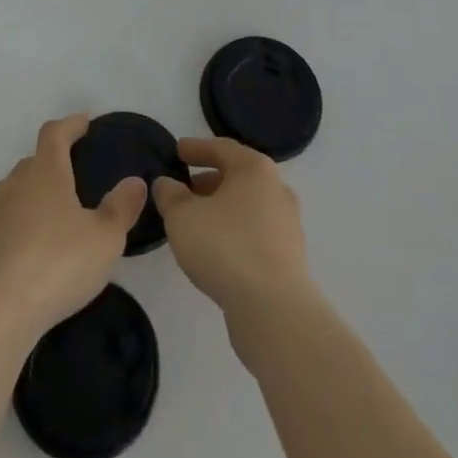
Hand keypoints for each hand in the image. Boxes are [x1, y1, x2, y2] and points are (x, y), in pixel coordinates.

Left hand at [0, 114, 146, 344]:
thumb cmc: (58, 264)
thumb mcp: (105, 238)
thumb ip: (122, 207)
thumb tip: (134, 182)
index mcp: (46, 172)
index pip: (55, 133)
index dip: (70, 124)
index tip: (84, 122)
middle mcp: (15, 183)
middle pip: (34, 161)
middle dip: (53, 162)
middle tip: (74, 174)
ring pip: (16, 190)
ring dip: (34, 194)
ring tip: (54, 214)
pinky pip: (3, 220)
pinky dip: (18, 224)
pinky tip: (30, 247)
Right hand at [154, 137, 314, 325]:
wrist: (274, 310)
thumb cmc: (225, 247)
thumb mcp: (182, 217)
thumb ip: (170, 195)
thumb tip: (167, 184)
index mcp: (255, 169)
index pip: (222, 148)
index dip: (196, 148)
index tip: (177, 151)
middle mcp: (277, 190)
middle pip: (238, 176)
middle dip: (209, 181)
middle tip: (184, 189)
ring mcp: (287, 225)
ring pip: (247, 207)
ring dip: (221, 209)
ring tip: (195, 222)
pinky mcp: (289, 258)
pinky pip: (255, 233)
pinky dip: (234, 232)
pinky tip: (216, 249)